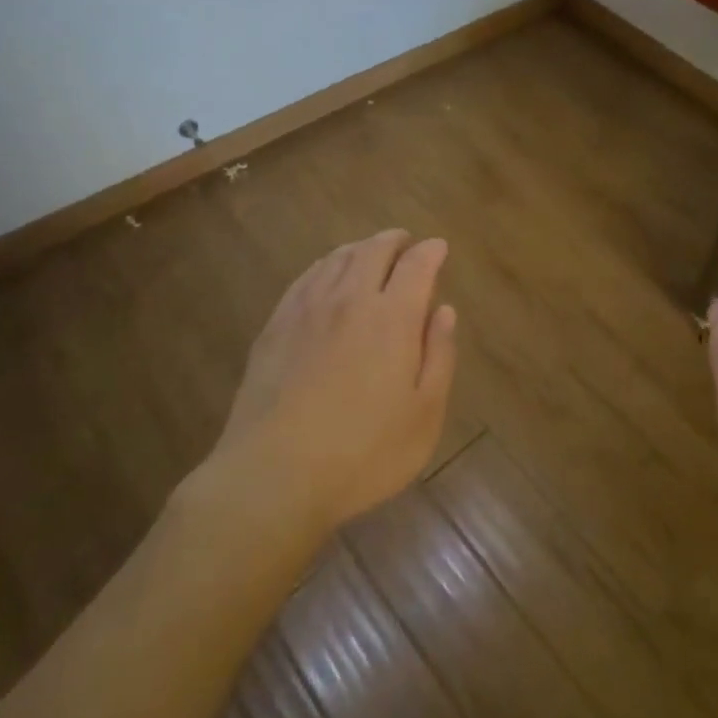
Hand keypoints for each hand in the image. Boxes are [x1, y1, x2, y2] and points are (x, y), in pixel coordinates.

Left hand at [206, 230, 457, 533]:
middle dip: (395, 240)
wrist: (273, 476)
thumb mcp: (423, 415)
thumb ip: (439, 356)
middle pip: (374, 250)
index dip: (431, 251)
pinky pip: (306, 277)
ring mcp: (307, 309)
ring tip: (371, 253)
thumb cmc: (362, 453)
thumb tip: (445, 311)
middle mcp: (350, 299)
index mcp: (392, 317)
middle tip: (406, 244)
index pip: (416, 265)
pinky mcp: (276, 325)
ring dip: (361, 247)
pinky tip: (327, 274)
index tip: (439, 248)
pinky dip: (326, 264)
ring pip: (338, 258)